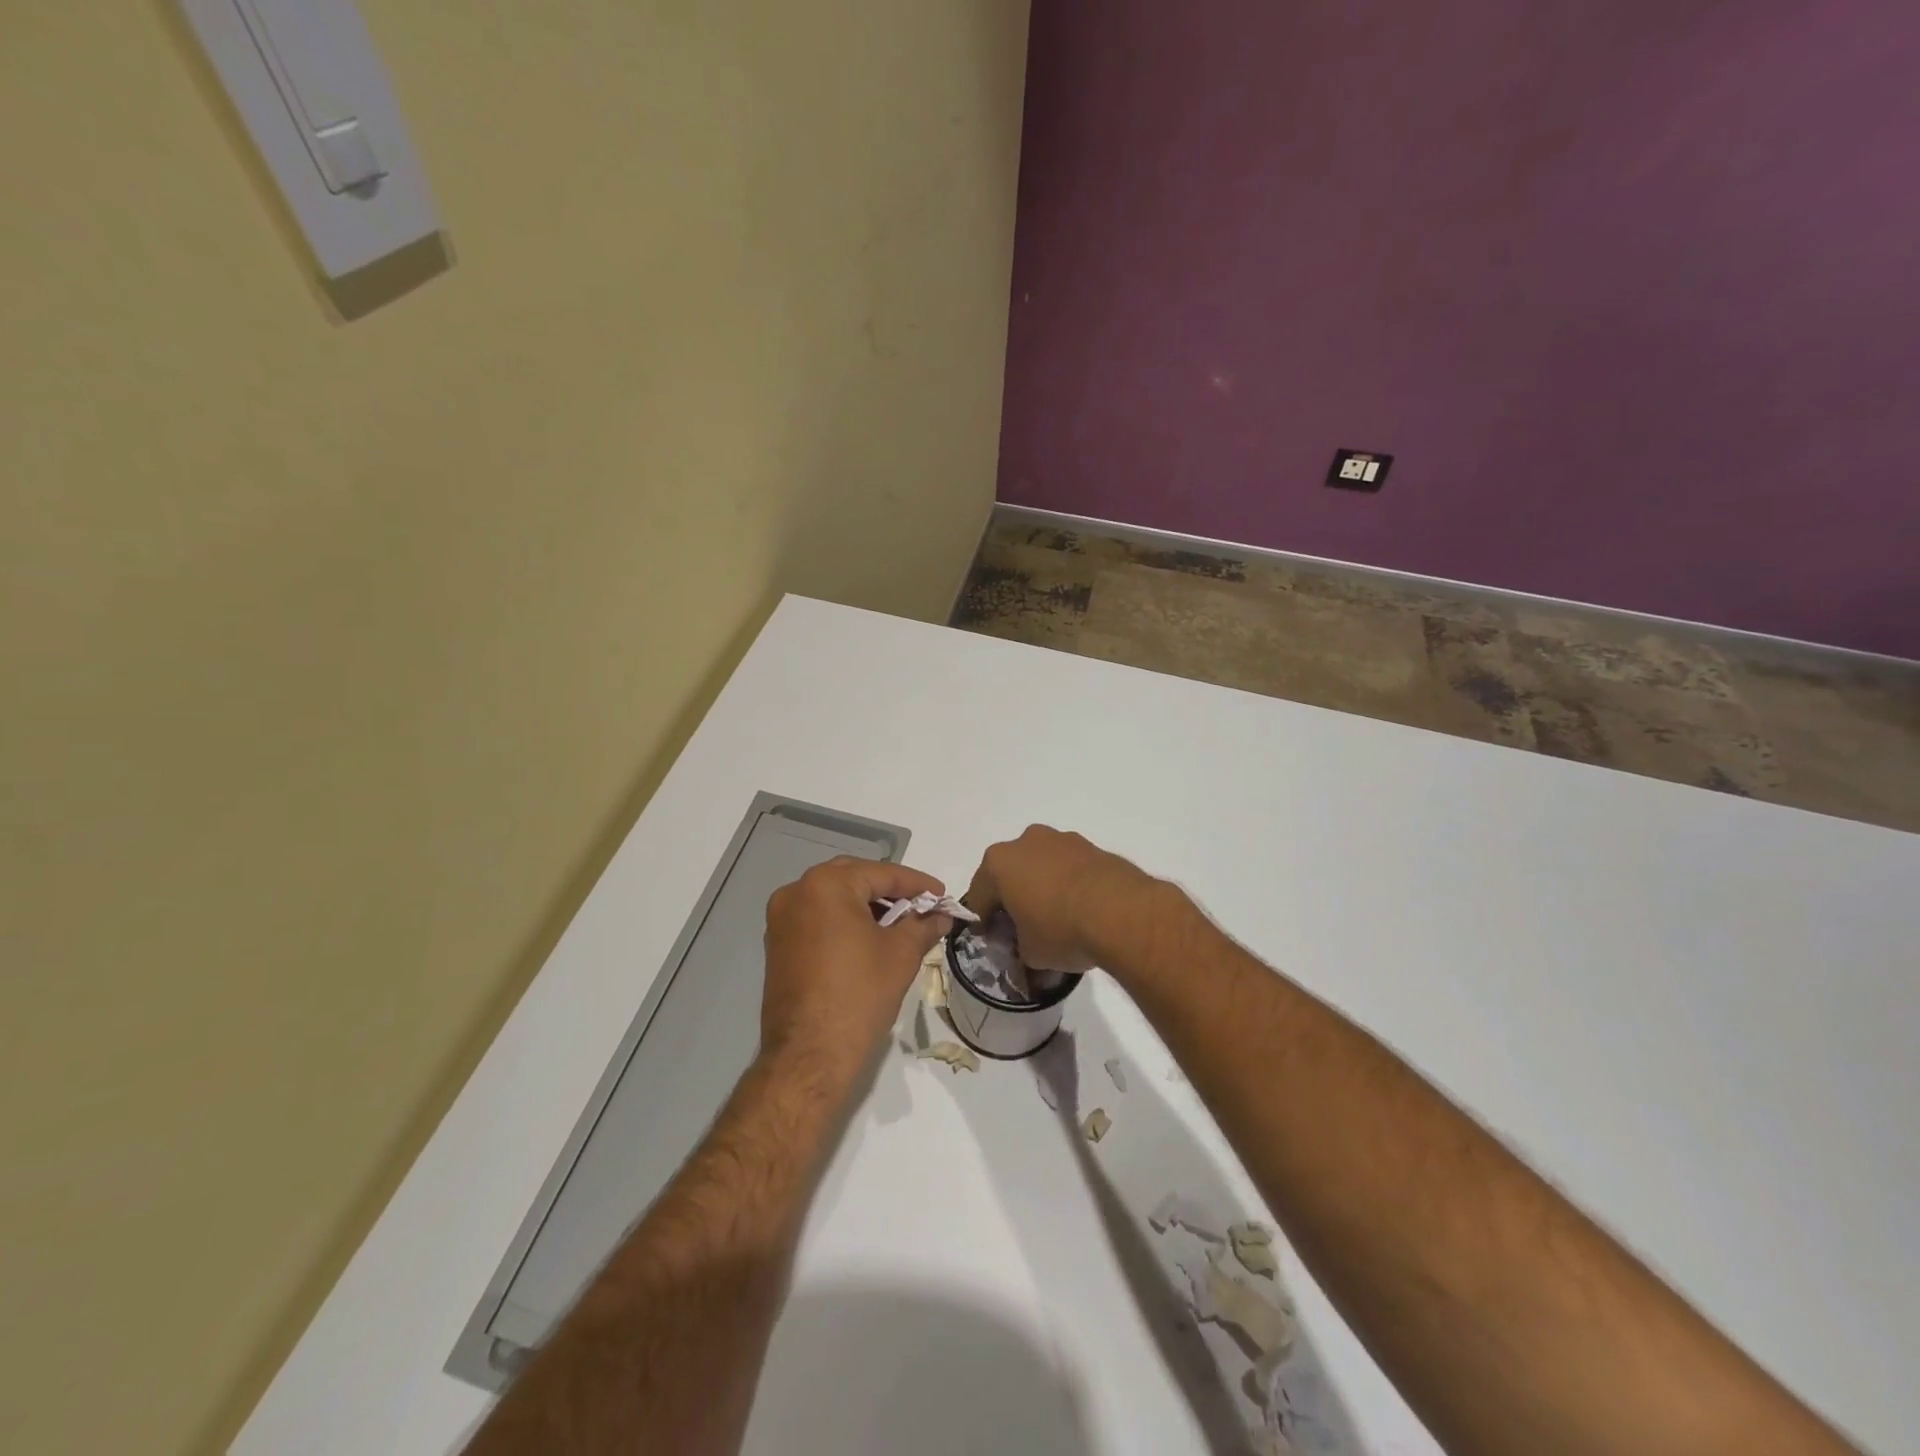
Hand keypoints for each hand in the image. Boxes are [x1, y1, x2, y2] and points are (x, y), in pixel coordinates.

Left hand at [761, 857, 950, 1076]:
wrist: (810, 1055)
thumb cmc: (860, 994)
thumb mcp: (901, 954)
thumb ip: (922, 925)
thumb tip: (941, 915)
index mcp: (825, 885)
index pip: (881, 873)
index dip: (917, 884)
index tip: (943, 895)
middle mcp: (796, 892)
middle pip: (854, 879)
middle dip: (890, 891)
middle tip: (922, 905)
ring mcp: (781, 919)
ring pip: (834, 898)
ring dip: (867, 906)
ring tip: (900, 923)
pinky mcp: (778, 945)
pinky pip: (818, 919)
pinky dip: (845, 922)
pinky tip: (870, 938)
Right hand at [963, 826, 1154, 973]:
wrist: (1122, 912)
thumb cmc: (1061, 930)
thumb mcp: (1030, 954)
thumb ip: (1019, 948)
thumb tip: (1026, 948)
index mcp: (999, 863)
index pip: (978, 896)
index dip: (984, 922)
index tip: (994, 940)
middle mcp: (1025, 842)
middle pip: (1009, 873)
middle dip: (1013, 898)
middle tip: (1023, 928)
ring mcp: (1061, 839)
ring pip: (1041, 865)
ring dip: (1042, 886)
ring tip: (1057, 918)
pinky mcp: (1091, 846)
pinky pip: (1069, 867)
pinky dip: (1069, 883)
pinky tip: (1081, 909)